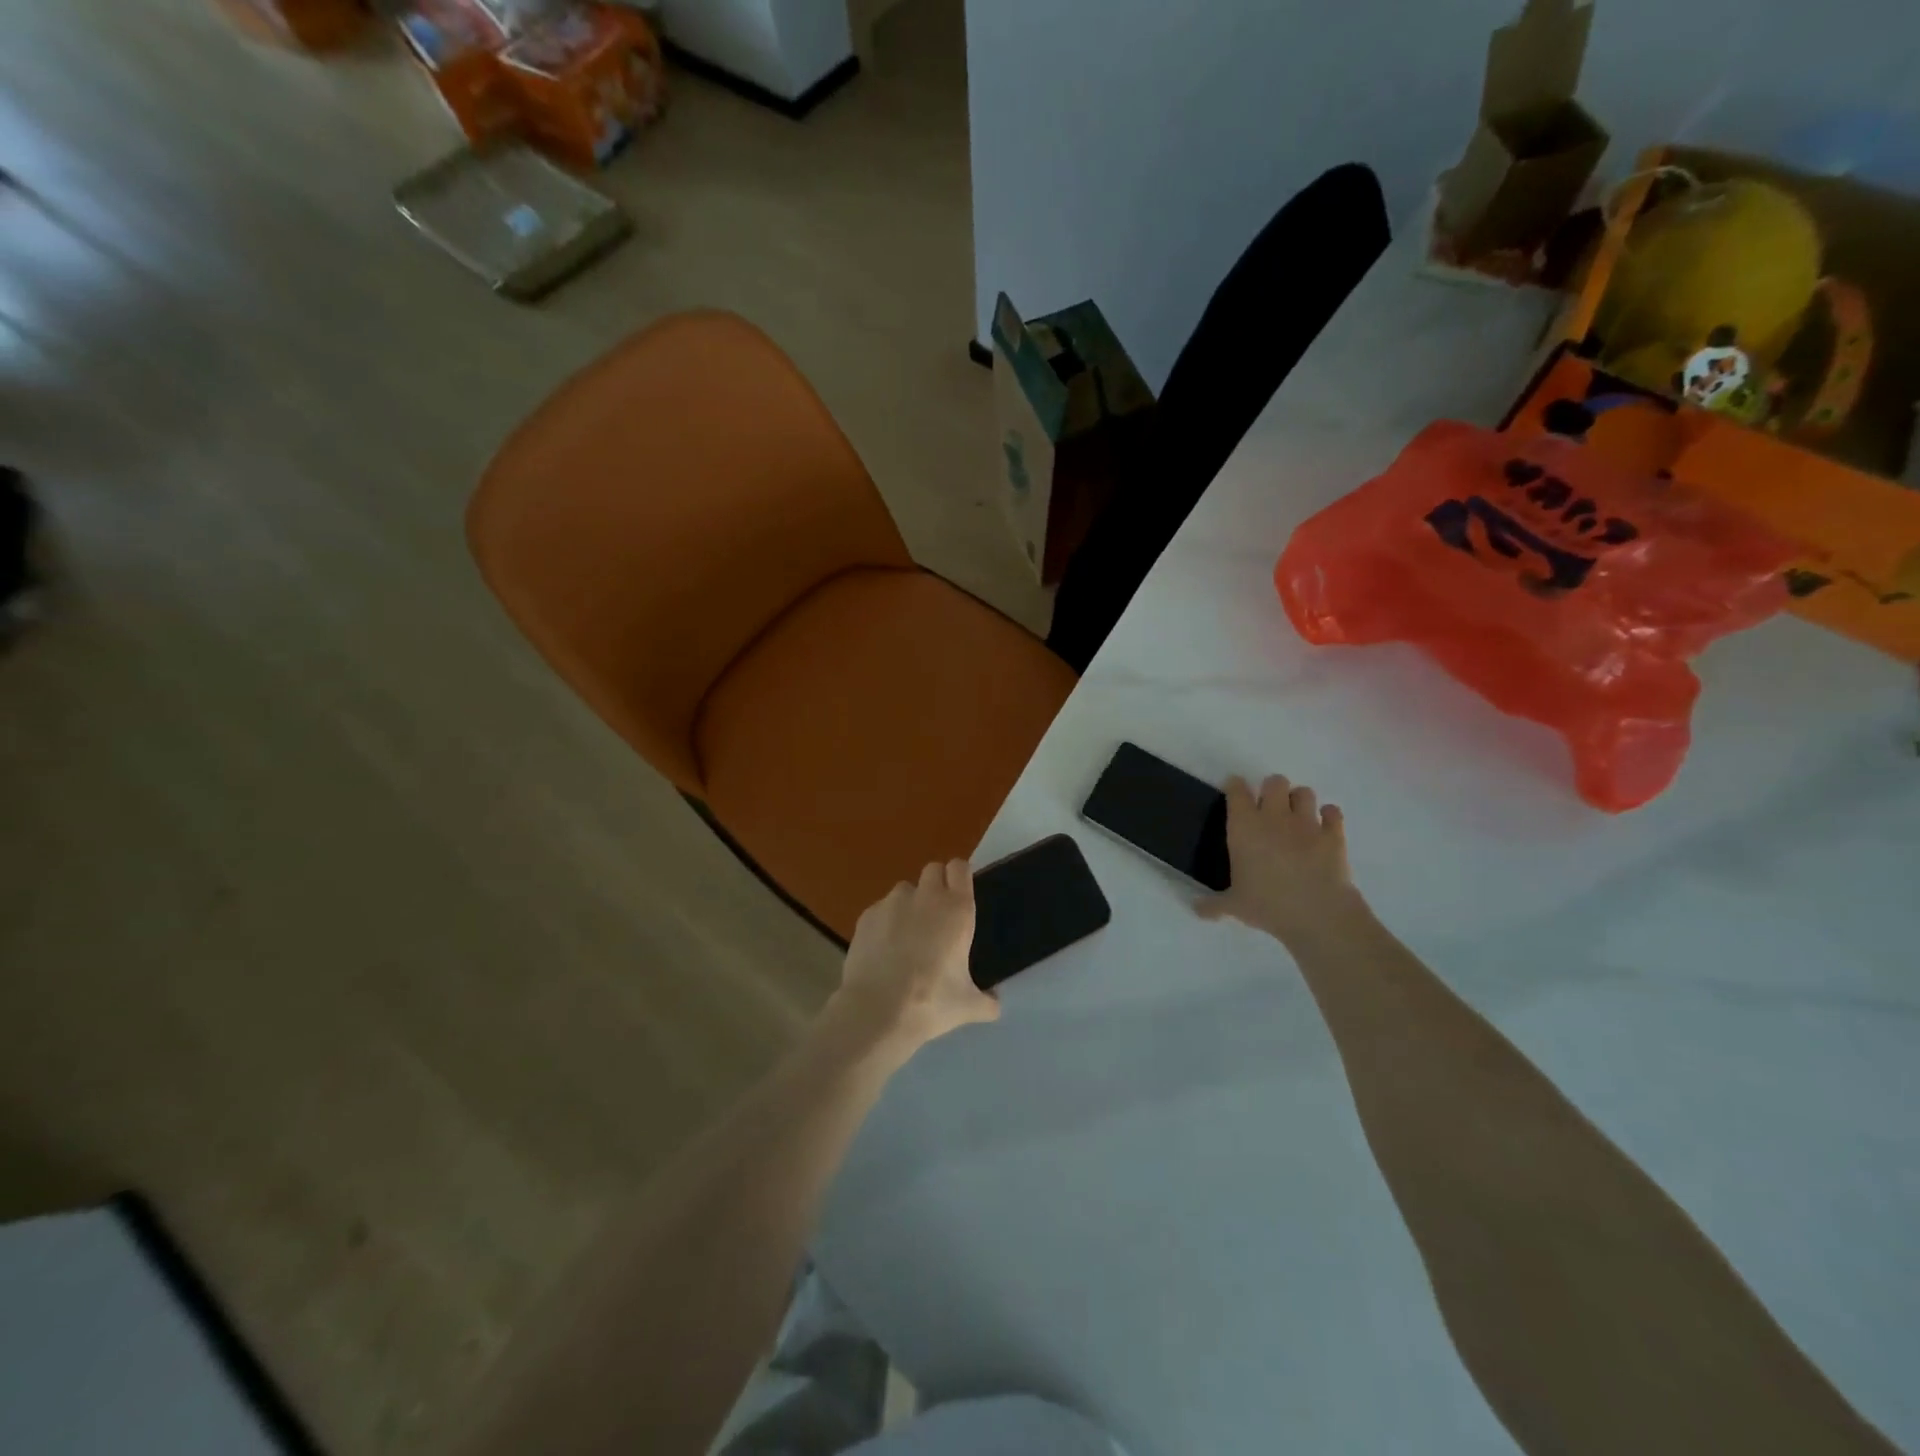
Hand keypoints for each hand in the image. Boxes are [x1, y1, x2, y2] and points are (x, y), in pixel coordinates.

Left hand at [830, 861, 999, 1057]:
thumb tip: (994, 1002)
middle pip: (932, 870)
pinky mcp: (865, 916)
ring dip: (910, 904)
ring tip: (907, 936)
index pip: (960, 868)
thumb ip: (987, 1001)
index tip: (961, 894)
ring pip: (904, 890)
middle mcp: (925, 897)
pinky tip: (883, 950)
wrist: (876, 1012)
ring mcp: (892, 903)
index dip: (960, 877)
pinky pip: (881, 910)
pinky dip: (885, 922)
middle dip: (937, 885)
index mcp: (956, 910)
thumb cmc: (931, 1003)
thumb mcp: (969, 1007)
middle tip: (938, 917)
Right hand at [1198, 775, 1362, 946]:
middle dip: (1272, 790)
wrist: (1318, 915)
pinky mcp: (1334, 835)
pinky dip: (1329, 816)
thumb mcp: (1234, 906)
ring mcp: (1307, 824)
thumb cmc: (1267, 905)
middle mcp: (1274, 817)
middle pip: (1275, 782)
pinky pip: (1333, 812)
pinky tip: (1324, 827)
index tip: (1234, 792)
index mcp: (1244, 827)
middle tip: (1268, 809)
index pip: (1236, 790)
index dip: (1235, 787)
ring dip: (1299, 801)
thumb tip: (1196, 909)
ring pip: (1304, 792)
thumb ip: (1213, 904)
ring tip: (1296, 817)